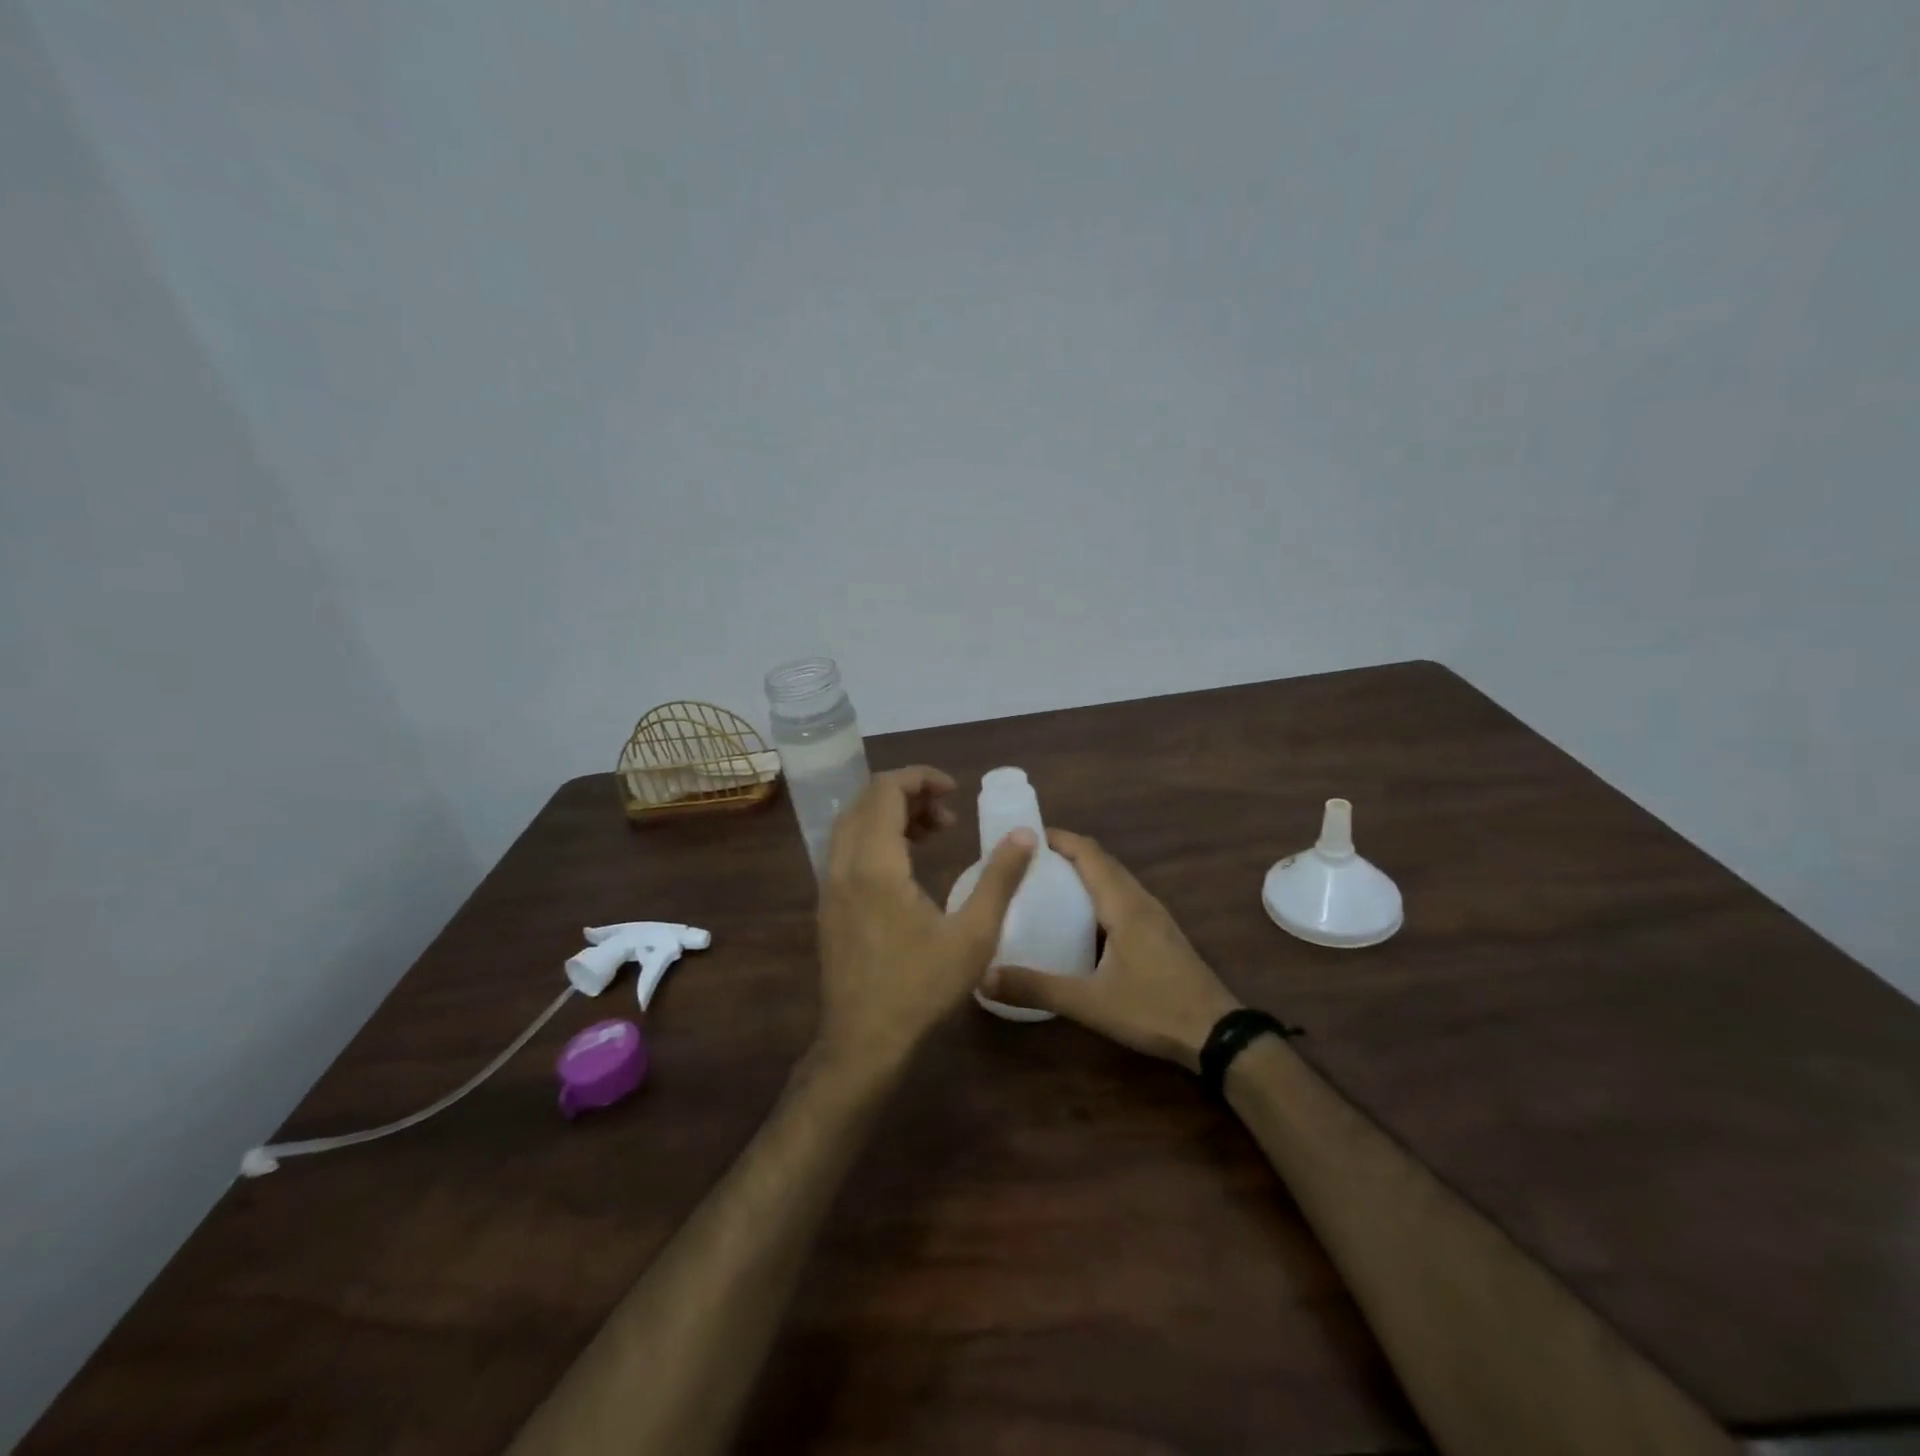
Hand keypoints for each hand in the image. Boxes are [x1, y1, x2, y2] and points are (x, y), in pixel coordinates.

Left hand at [815, 766, 1035, 1078]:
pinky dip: (876, 838)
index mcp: (875, 864)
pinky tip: (907, 866)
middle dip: (908, 794)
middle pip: (866, 800)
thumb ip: (1000, 879)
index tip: (955, 790)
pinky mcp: (828, 905)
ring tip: (933, 833)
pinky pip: (847, 849)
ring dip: (891, 815)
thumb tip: (1025, 835)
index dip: (920, 778)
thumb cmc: (921, 988)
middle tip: (948, 815)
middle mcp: (843, 865)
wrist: (864, 1042)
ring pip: (853, 824)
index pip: (885, 790)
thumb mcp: (974, 935)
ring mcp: (830, 886)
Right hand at [980, 829, 1241, 1071]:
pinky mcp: (1159, 933)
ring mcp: (1154, 916)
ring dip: (1082, 871)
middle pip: (1101, 860)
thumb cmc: (1154, 1009)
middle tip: (1025, 862)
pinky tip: (1079, 919)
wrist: (1217, 1035)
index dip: (1058, 838)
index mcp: (1123, 904)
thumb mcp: (1090, 1003)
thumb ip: (1037, 988)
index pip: (1089, 853)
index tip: (1023, 836)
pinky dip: (1097, 892)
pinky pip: (1122, 897)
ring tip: (1045, 883)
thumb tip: (984, 977)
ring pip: (1114, 878)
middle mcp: (1140, 900)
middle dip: (1065, 852)